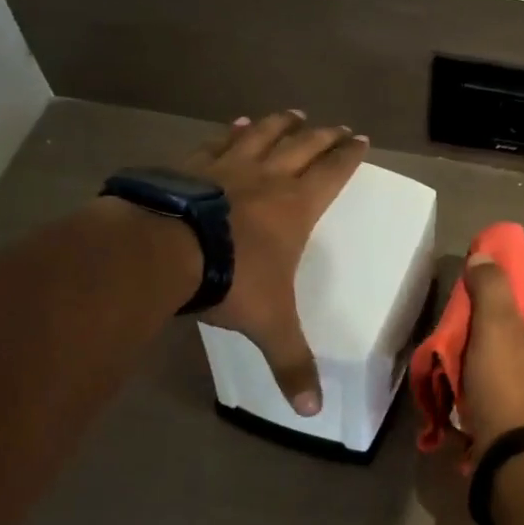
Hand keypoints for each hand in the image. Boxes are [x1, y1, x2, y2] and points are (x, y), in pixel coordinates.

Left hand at [180, 110, 366, 414]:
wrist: (163, 251)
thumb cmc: (230, 280)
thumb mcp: (269, 325)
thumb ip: (291, 363)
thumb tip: (313, 410)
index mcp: (295, 206)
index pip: (332, 172)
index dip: (348, 155)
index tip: (360, 138)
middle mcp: (268, 178)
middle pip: (303, 146)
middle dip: (323, 135)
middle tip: (336, 125)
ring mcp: (227, 167)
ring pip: (263, 136)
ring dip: (280, 124)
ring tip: (293, 113)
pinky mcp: (191, 165)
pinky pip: (218, 142)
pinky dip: (230, 132)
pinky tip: (234, 124)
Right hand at [459, 254, 523, 449]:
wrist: (512, 459)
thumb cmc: (509, 384)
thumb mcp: (497, 327)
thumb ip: (491, 286)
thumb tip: (484, 257)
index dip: (517, 257)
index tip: (487, 249)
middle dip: (498, 291)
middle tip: (469, 285)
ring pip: (517, 332)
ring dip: (490, 321)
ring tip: (462, 316)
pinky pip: (509, 358)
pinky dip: (489, 348)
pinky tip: (466, 350)